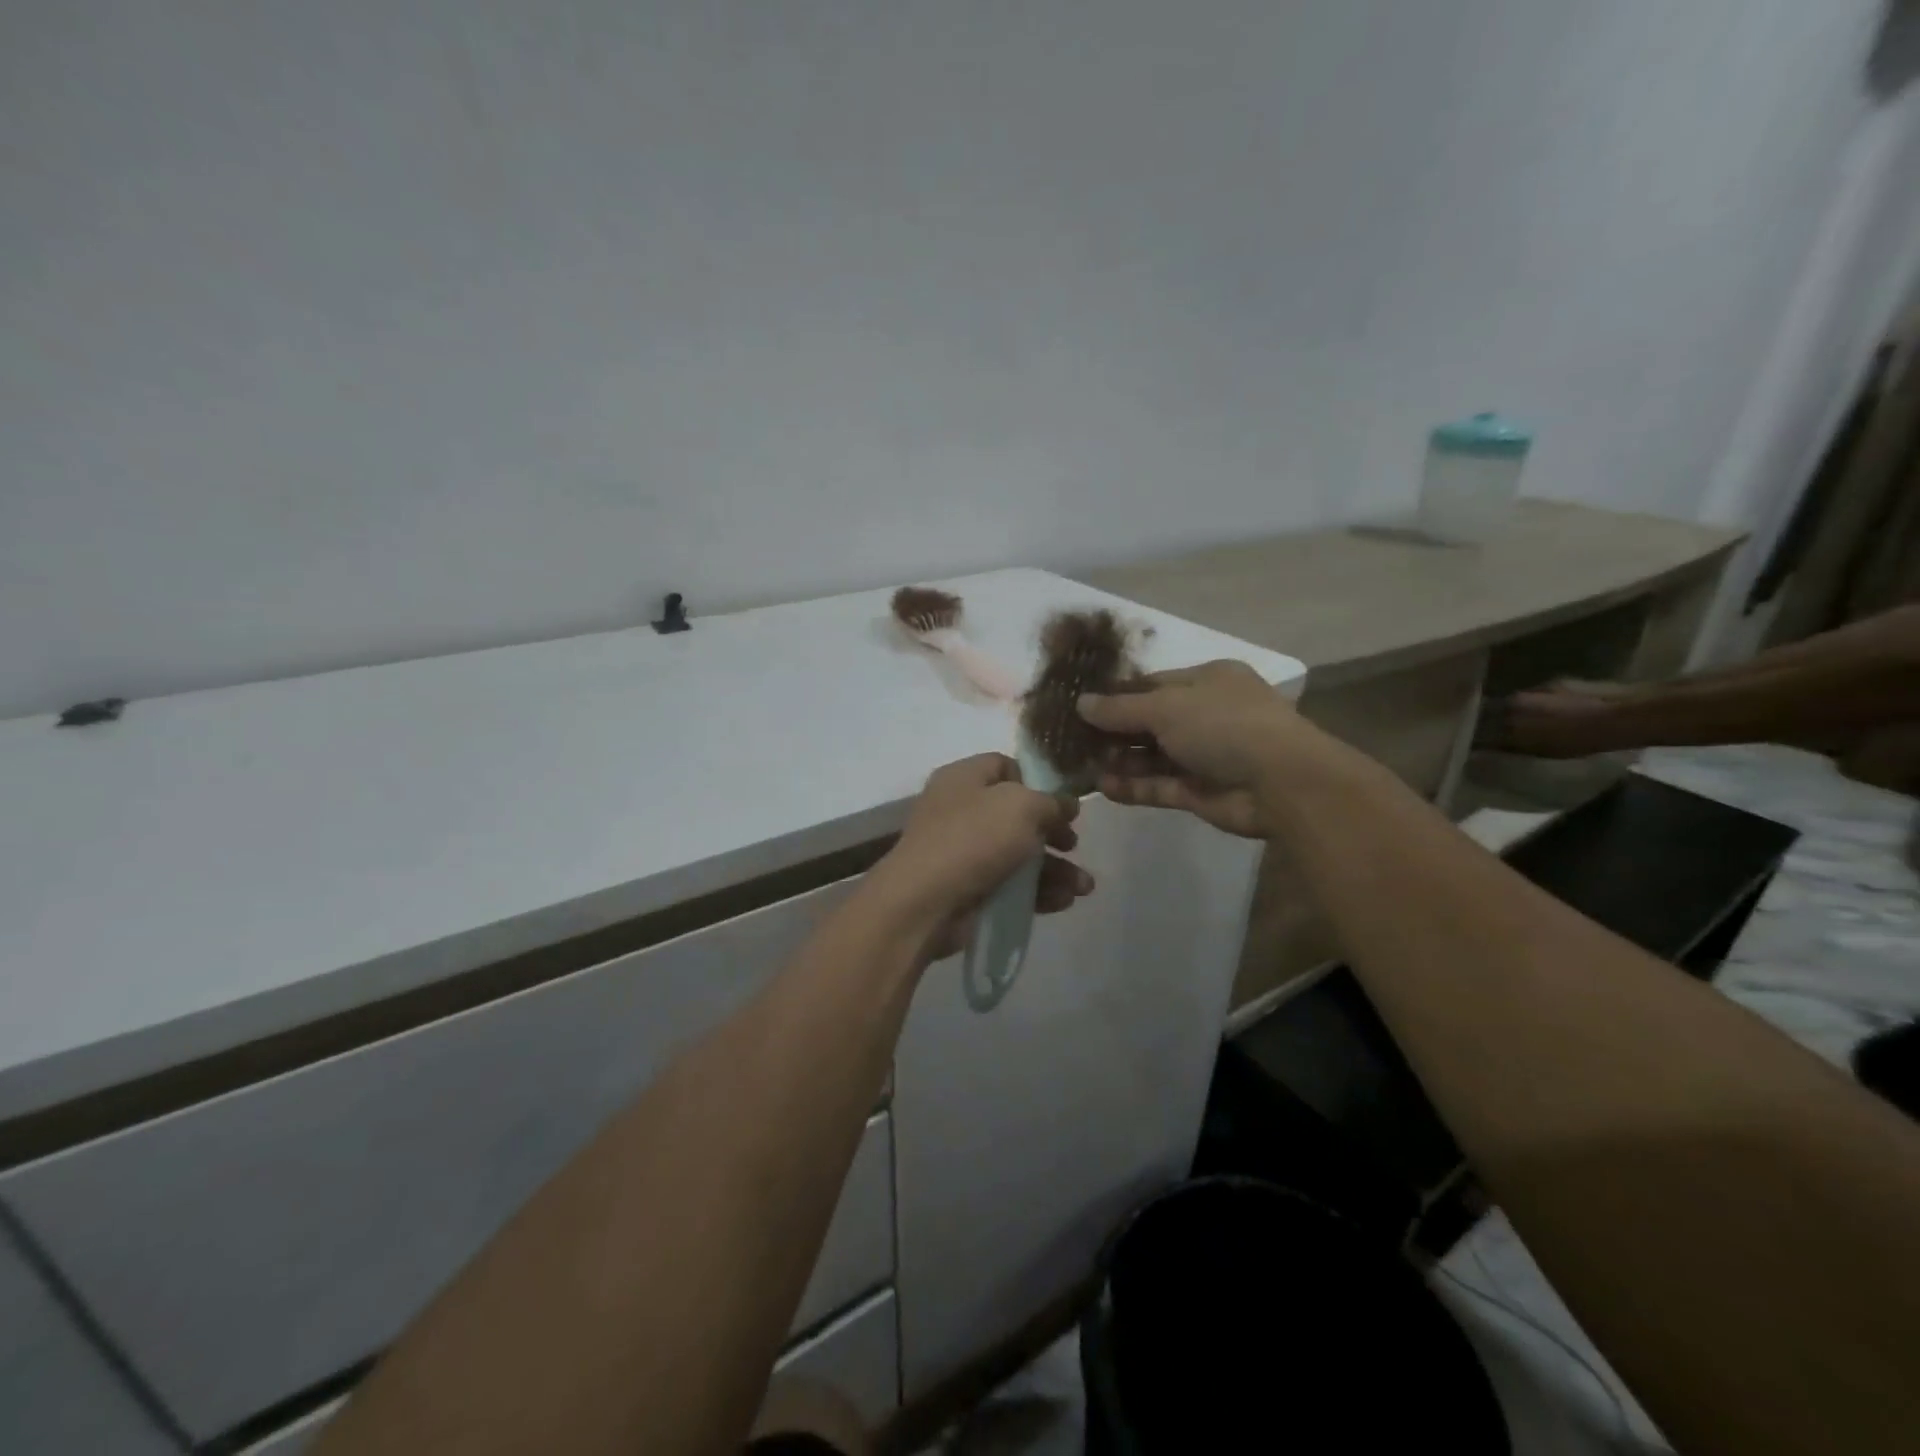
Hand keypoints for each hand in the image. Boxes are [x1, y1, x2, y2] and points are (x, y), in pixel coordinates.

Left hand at [869, 754, 1093, 961]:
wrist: (925, 902)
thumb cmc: (973, 839)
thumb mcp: (1021, 806)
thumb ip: (1050, 802)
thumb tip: (1065, 805)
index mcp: (964, 778)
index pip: (1005, 766)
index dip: (1037, 782)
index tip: (1063, 803)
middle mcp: (961, 810)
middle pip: (1017, 814)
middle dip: (1053, 831)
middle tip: (1073, 844)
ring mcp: (963, 852)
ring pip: (1019, 854)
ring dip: (1055, 868)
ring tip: (1084, 887)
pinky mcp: (969, 889)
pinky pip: (1011, 885)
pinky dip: (1039, 892)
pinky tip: (1065, 901)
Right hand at [1078, 661, 1336, 837]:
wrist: (1280, 782)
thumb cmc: (1223, 724)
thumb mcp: (1166, 706)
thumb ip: (1120, 708)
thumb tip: (1081, 703)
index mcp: (1207, 681)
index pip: (1153, 684)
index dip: (1117, 695)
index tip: (1080, 706)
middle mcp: (1206, 715)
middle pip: (1149, 722)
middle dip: (1113, 732)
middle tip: (1072, 741)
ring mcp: (1205, 756)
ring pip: (1152, 757)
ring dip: (1119, 761)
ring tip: (1080, 767)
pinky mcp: (1201, 792)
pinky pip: (1160, 786)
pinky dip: (1133, 787)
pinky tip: (1102, 788)